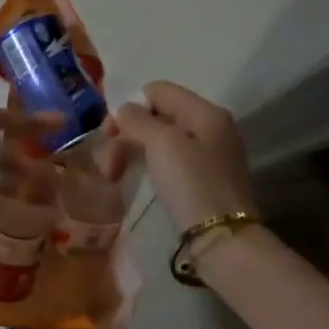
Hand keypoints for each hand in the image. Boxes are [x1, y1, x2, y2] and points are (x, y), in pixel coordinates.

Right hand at [110, 81, 258, 233]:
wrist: (222, 238)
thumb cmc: (191, 184)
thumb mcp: (162, 144)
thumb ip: (138, 120)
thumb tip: (124, 109)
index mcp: (204, 111)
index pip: (157, 90)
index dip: (129, 107)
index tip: (110, 136)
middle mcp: (210, 127)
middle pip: (156, 116)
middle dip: (126, 135)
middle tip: (107, 165)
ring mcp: (209, 154)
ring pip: (160, 140)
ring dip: (132, 152)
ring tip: (113, 177)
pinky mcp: (203, 179)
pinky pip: (169, 160)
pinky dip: (147, 166)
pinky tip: (134, 181)